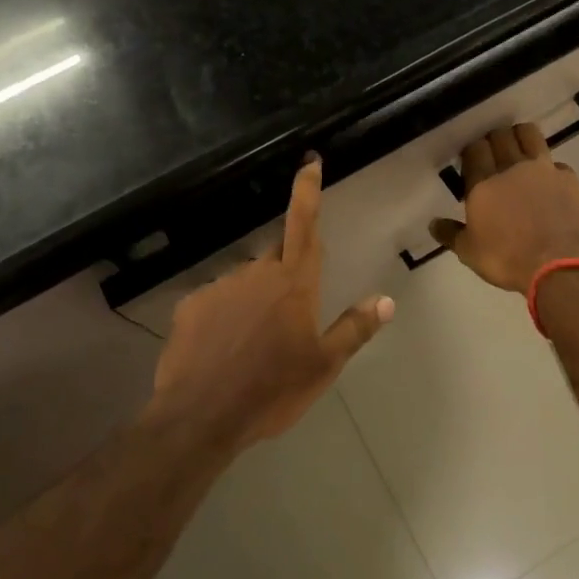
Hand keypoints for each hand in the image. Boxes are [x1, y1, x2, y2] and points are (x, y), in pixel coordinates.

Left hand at [149, 157, 393, 450]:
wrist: (201, 417)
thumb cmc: (272, 391)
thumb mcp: (323, 366)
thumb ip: (355, 328)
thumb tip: (386, 299)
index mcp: (293, 282)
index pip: (304, 223)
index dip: (307, 190)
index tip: (309, 162)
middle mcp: (257, 272)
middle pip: (277, 257)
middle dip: (285, 277)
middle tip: (286, 321)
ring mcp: (220, 285)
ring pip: (246, 283)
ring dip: (253, 302)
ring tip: (251, 348)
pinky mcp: (191, 304)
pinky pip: (216, 302)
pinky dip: (224, 318)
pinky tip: (222, 351)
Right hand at [429, 124, 578, 294]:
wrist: (561, 268)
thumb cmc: (508, 260)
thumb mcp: (470, 253)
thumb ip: (451, 234)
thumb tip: (433, 223)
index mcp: (484, 183)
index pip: (474, 149)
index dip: (472, 151)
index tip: (471, 161)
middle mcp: (512, 168)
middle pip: (500, 136)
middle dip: (494, 140)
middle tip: (493, 154)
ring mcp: (544, 170)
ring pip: (530, 135)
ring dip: (521, 137)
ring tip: (519, 151)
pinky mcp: (569, 179)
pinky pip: (556, 163)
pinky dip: (550, 168)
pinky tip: (548, 183)